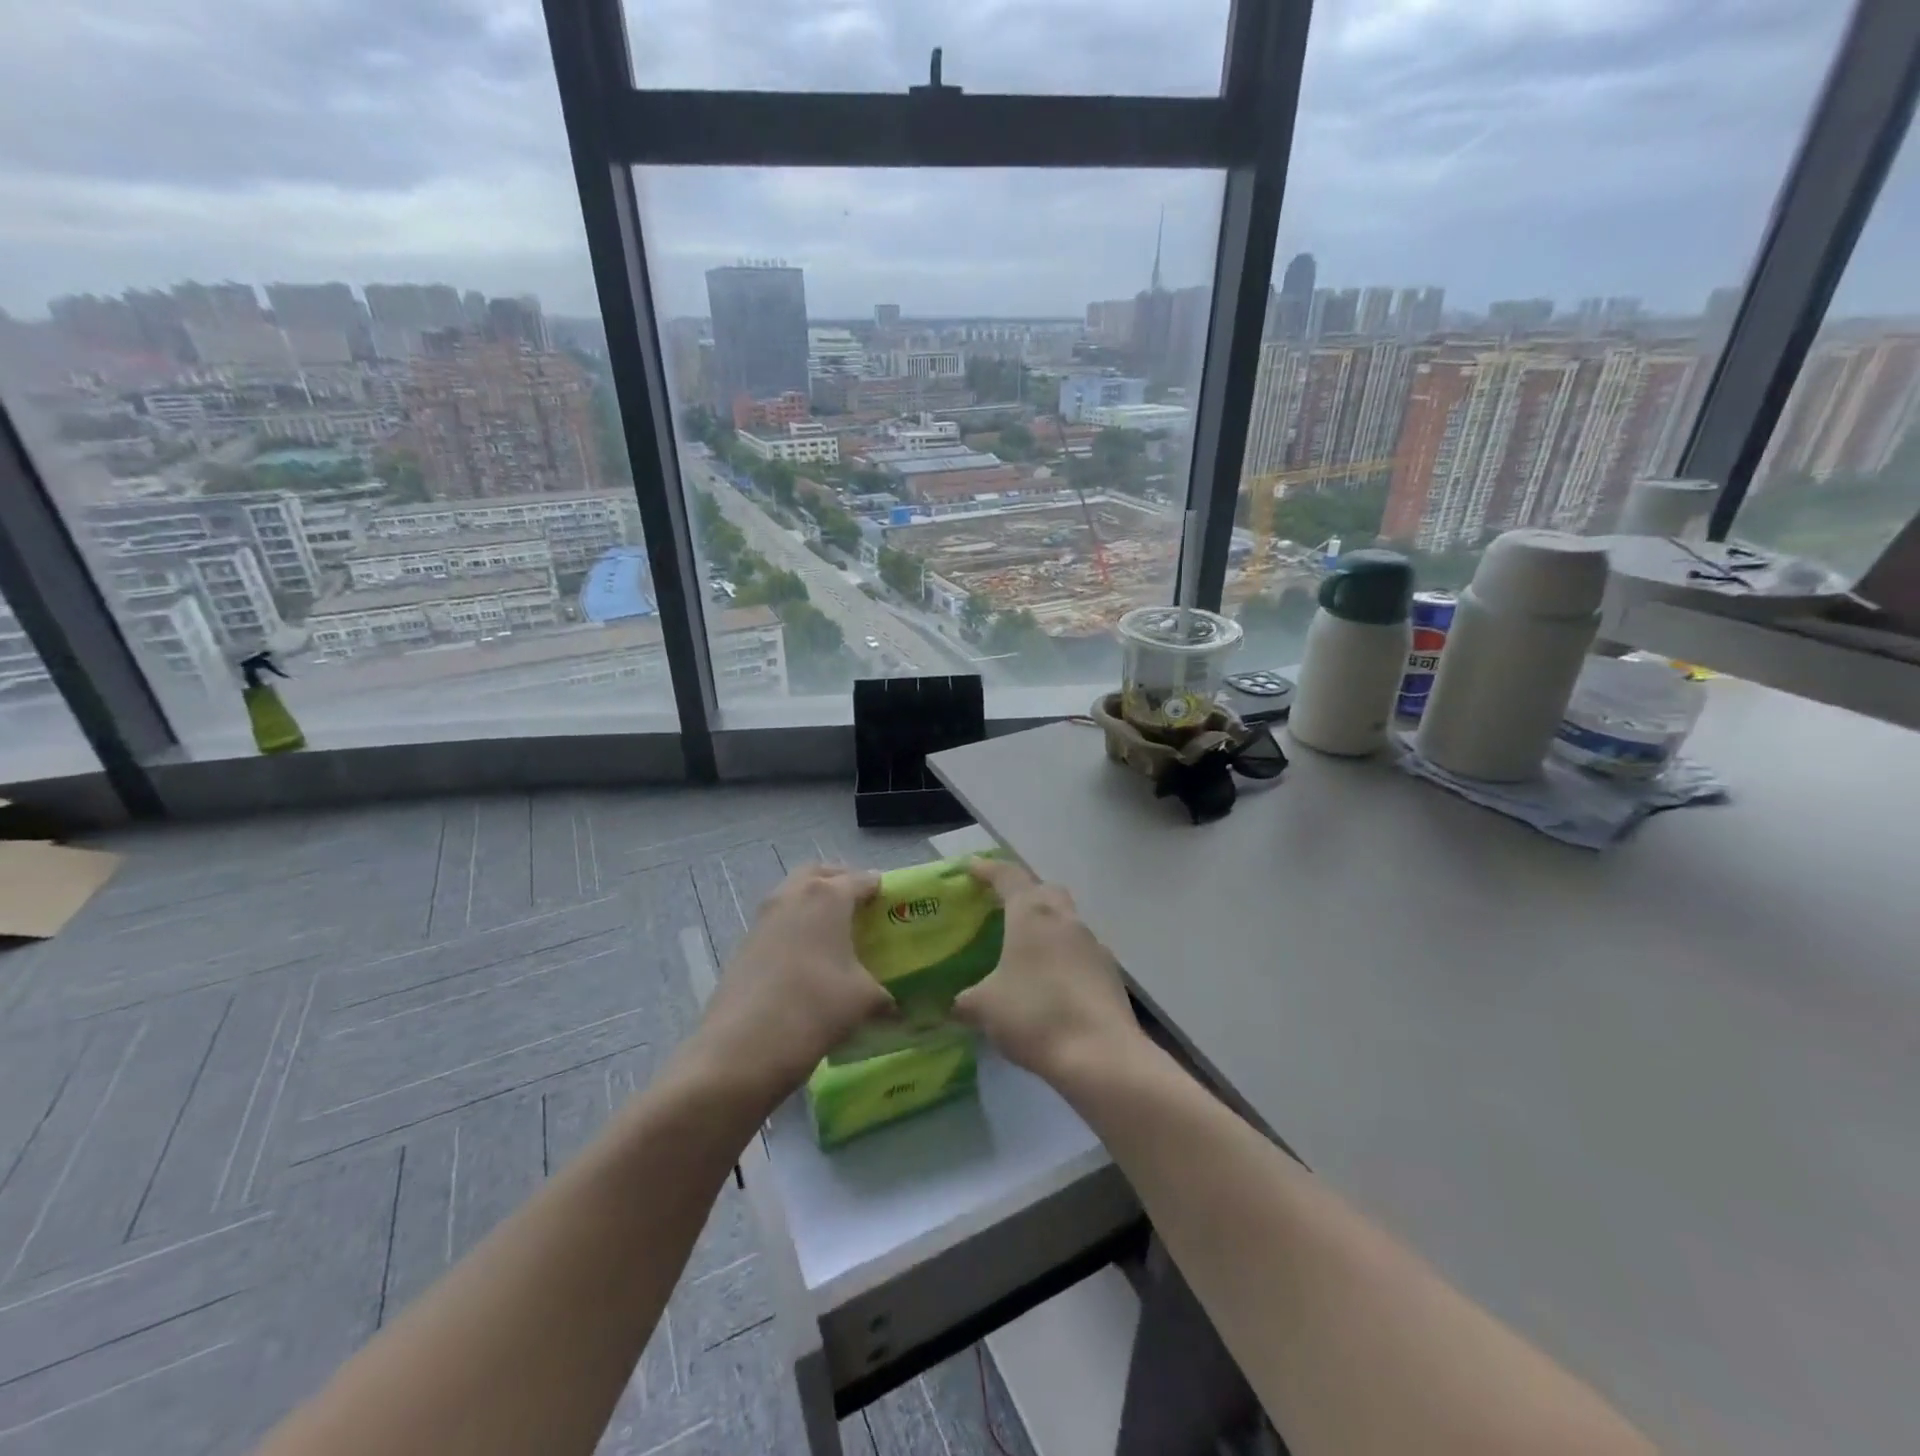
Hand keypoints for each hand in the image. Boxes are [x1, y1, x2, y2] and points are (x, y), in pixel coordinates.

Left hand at [692, 864, 893, 1105]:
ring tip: (834, 934)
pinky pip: (778, 920)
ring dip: (814, 903)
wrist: (742, 1047)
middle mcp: (794, 894)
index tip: (894, 905)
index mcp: (828, 896)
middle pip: (821, 873)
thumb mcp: (863, 1001)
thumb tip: (895, 1008)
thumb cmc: (815, 1008)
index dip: (881, 889)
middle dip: (841, 882)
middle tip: (860, 907)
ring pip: (794, 893)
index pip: (862, 879)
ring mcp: (764, 916)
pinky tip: (808, 959)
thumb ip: (884, 996)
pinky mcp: (745, 942)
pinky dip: (795, 926)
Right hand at [952, 858, 1142, 1083]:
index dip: (987, 869)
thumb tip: (955, 1004)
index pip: (1008, 876)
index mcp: (1032, 914)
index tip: (971, 869)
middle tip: (1001, 908)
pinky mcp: (1109, 973)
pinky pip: (1080, 952)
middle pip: (1045, 891)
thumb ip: (965, 1000)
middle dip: (1024, 893)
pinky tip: (1049, 983)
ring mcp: (1093, 944)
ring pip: (1066, 921)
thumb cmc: (1035, 1015)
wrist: (1101, 1054)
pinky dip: (1062, 957)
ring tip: (1024, 951)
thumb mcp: (985, 1008)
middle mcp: (1065, 919)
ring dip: (1046, 927)